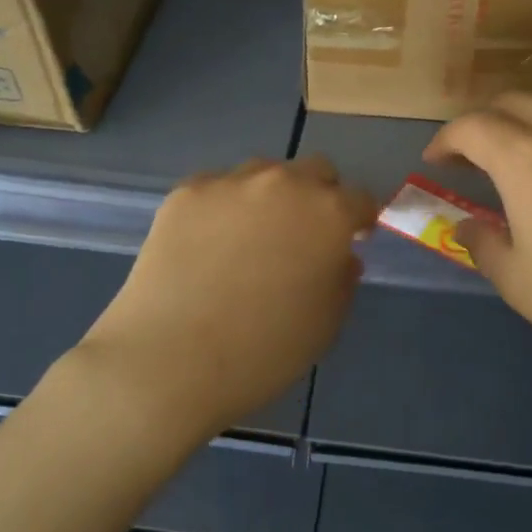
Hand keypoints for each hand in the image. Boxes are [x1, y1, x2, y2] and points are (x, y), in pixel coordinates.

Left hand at [77, 156, 377, 444]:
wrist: (171, 360)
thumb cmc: (263, 352)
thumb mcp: (325, 324)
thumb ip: (341, 279)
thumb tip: (338, 256)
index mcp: (329, 214)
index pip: (361, 199)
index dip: (359, 220)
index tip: (351, 240)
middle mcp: (284, 184)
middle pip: (314, 171)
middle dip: (319, 196)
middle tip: (303, 236)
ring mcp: (230, 183)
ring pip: (263, 173)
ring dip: (270, 196)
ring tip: (250, 238)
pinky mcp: (186, 192)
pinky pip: (218, 188)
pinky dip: (224, 207)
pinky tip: (208, 244)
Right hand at [425, 92, 531, 411]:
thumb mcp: (520, 284)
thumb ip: (483, 245)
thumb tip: (468, 226)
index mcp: (526, 158)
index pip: (472, 127)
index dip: (446, 140)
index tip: (435, 162)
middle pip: (514, 102)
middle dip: (483, 123)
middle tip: (471, 158)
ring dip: (527, 119)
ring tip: (520, 155)